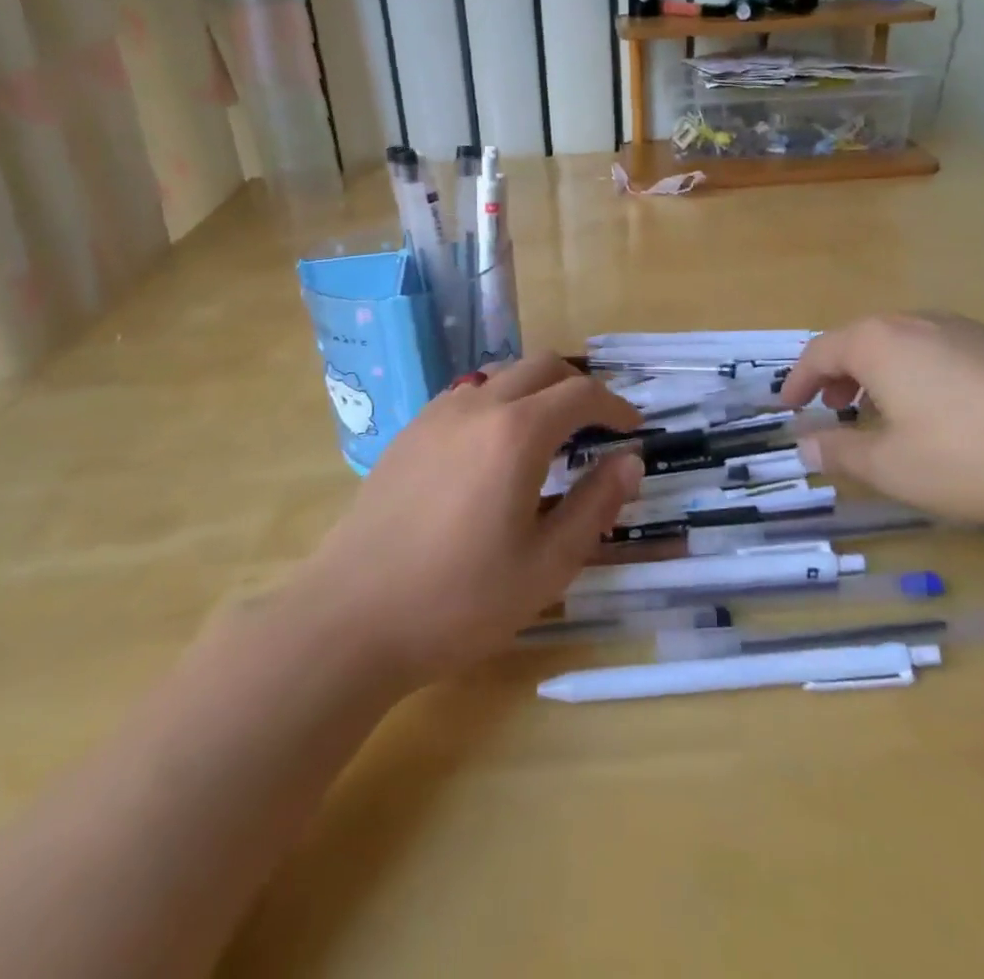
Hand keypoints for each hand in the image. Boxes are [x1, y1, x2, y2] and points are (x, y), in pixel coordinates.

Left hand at [296, 356, 643, 686]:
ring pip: (501, 374)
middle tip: (596, 428)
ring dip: (536, 390)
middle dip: (578, 387)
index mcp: (517, 433)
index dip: (615, 406)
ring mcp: (437, 415)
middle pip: (542, 367)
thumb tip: (629, 462)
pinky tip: (493, 452)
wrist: (350, 618)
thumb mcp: (547, 565)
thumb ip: (595, 506)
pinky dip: (498, 403)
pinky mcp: (409, 432)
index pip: (581, 394)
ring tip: (548, 435)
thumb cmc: (459, 599)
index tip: (633, 429)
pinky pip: (467, 396)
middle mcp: (478, 406)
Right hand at [780, 314, 983, 530]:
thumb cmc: (971, 454)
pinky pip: (938, 353)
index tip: (787, 407)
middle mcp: (915, 323)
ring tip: (883, 415)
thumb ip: (841, 453)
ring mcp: (963, 329)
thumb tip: (805, 445)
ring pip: (901, 346)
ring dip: (878, 376)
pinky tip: (940, 415)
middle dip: (838, 376)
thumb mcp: (893, 467)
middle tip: (833, 410)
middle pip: (860, 341)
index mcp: (878, 343)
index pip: (819, 352)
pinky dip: (916, 377)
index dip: (798, 381)